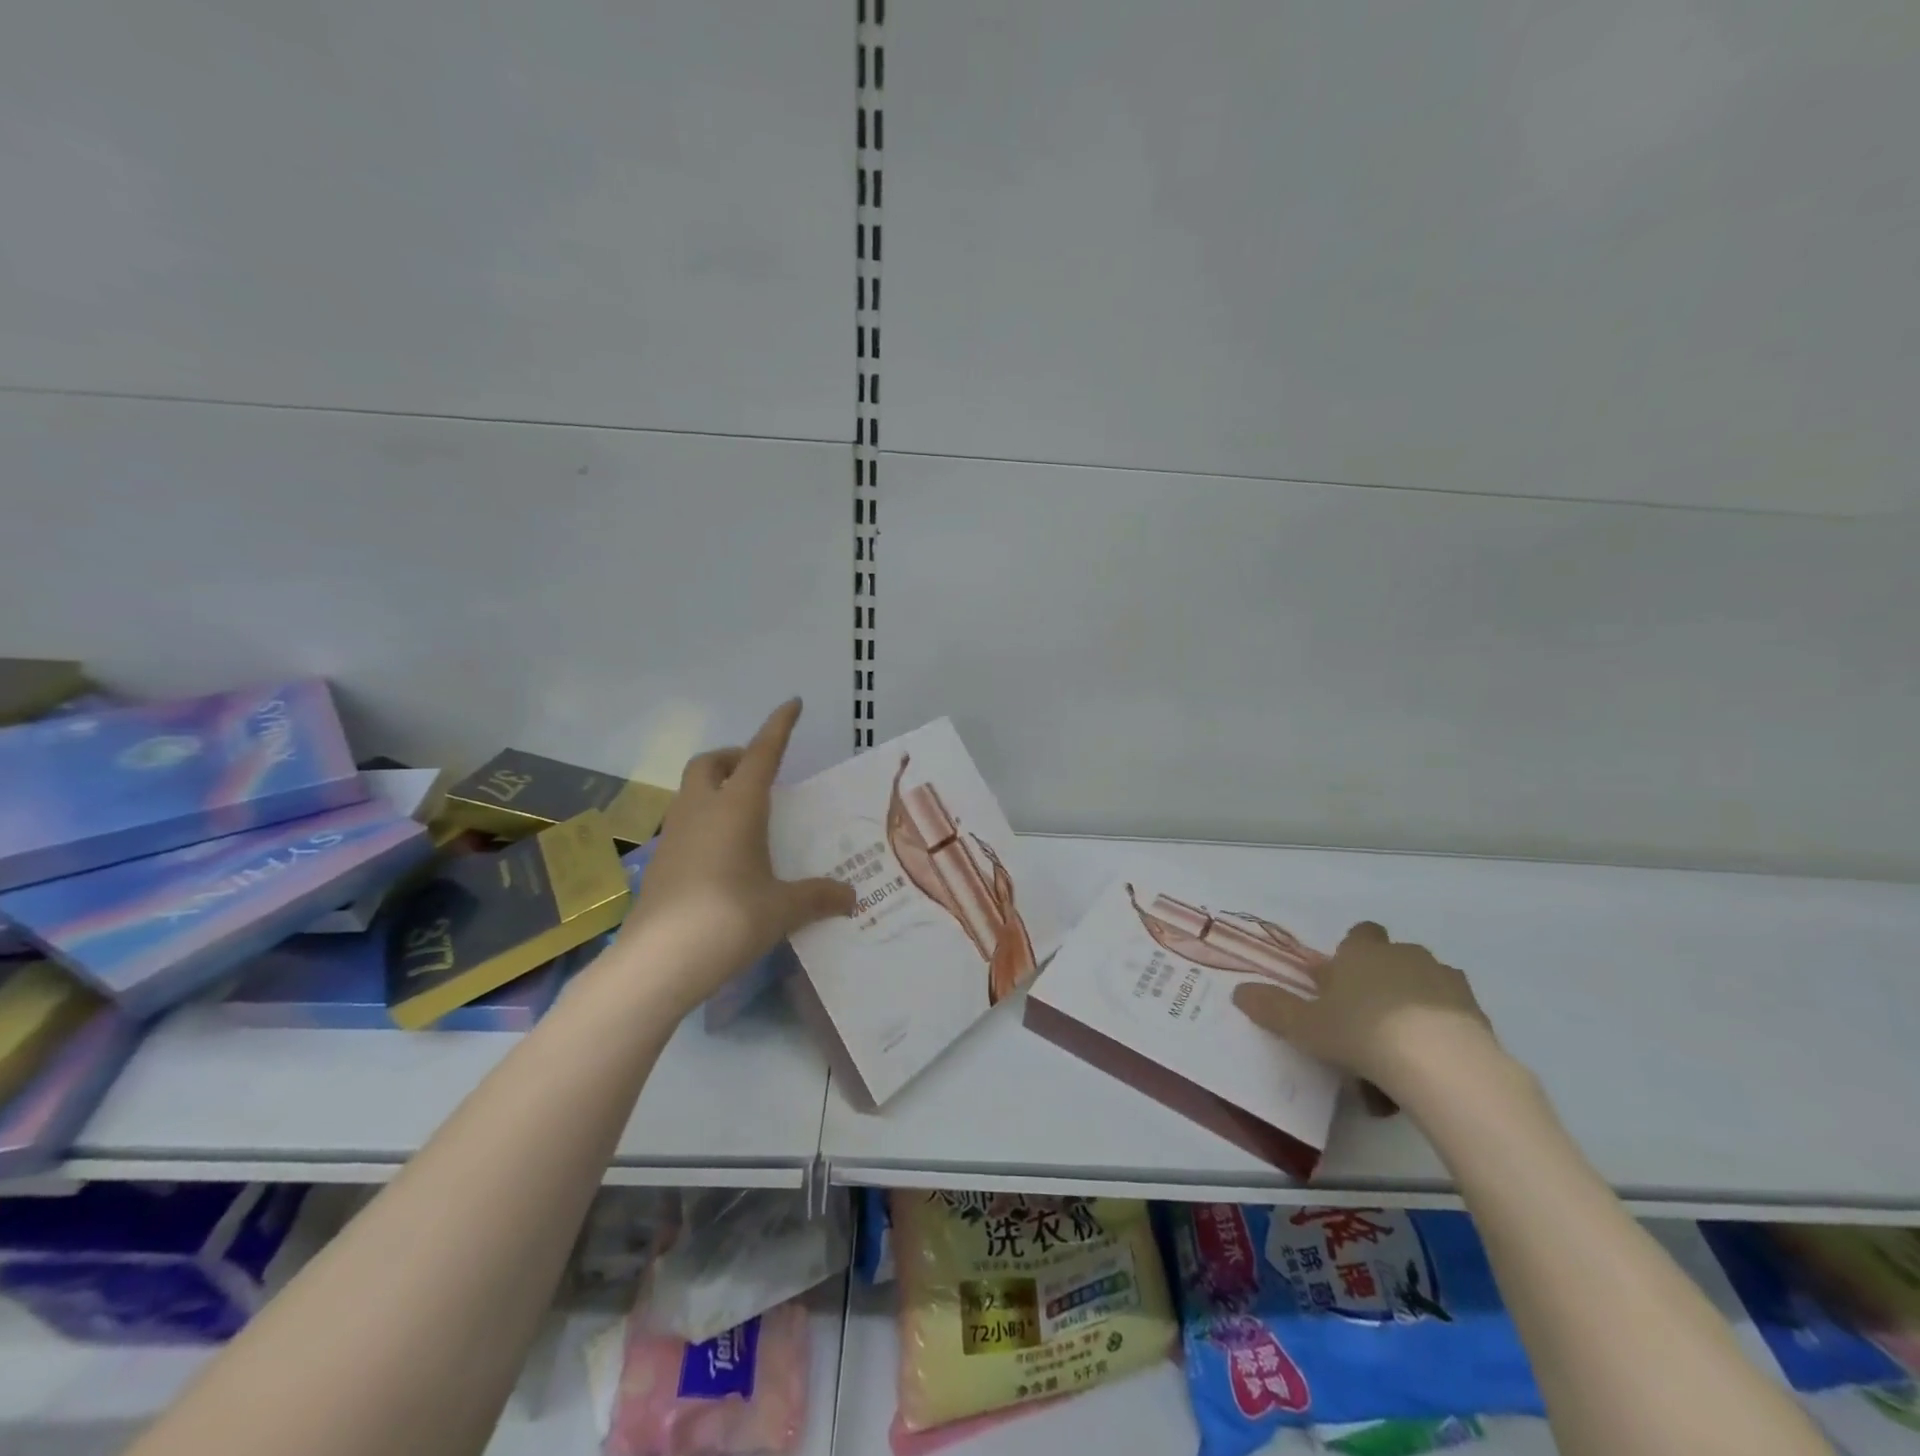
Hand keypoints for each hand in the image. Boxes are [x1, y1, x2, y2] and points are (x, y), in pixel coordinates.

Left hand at [614, 699, 852, 1009]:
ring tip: (746, 816)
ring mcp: (675, 835)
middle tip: (761, 774)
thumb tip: (850, 898)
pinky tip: (724, 856)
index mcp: (737, 807)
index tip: (793, 703)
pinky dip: (706, 822)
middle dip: (735, 757)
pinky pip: (685, 824)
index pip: (762, 753)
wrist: (658, 962)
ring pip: (692, 792)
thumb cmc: (729, 920)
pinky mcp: (660, 863)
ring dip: (717, 789)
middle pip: (711, 763)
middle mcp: (702, 810)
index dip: (779, 726)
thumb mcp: (783, 908)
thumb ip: (818, 897)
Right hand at [1231, 921, 1497, 1107]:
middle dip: (1382, 983)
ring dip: (1413, 1008)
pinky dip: (1441, 1035)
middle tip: (1364, 1023)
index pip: (1360, 934)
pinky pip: (1453, 1019)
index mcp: (1363, 952)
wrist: (1442, 1064)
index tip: (1340, 985)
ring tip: (1398, 1053)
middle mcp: (1406, 956)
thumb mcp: (1306, 1026)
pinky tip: (1428, 1069)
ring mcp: (1447, 983)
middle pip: (1393, 959)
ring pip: (1426, 987)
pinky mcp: (1478, 1014)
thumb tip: (1239, 992)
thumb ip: (1273, 1008)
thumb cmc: (1362, 1032)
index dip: (1350, 956)